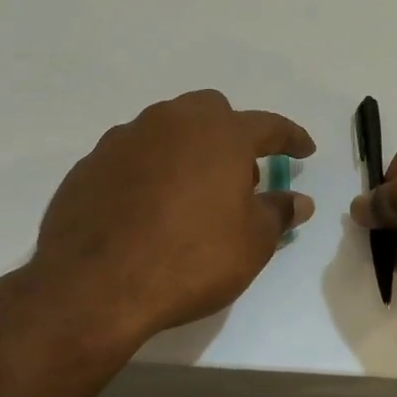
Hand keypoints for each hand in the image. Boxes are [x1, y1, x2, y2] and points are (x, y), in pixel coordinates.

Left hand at [33, 90, 315, 341]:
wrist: (95, 285)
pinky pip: (132, 155)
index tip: (304, 150)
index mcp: (221, 134)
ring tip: (190, 194)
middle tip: (237, 177)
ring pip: (167, 129)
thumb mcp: (252, 243)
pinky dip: (149, 171)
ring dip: (187, 150)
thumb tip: (299, 200)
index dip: (291, 138)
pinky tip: (147, 208)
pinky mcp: (91, 163)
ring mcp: (126, 138)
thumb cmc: (191, 259)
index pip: (269, 126)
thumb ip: (278, 213)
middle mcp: (173, 122)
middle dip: (231, 135)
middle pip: (211, 111)